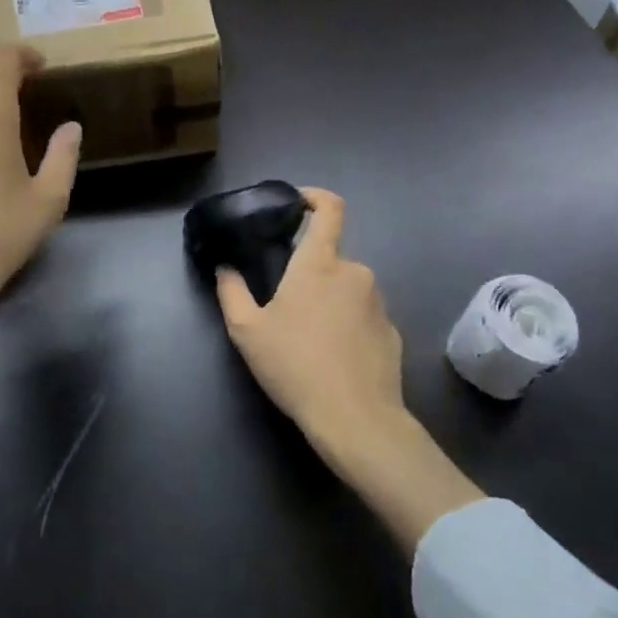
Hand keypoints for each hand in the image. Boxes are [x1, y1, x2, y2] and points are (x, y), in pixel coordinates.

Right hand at [216, 188, 483, 546]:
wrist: (356, 419)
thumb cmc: (295, 365)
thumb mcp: (247, 331)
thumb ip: (231, 291)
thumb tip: (225, 267)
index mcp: (320, 263)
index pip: (330, 209)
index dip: (314, 198)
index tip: (296, 204)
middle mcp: (355, 272)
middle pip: (329, 257)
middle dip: (308, 272)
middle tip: (283, 303)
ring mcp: (378, 302)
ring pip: (346, 287)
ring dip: (327, 299)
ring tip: (305, 337)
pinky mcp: (391, 331)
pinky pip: (362, 314)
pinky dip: (346, 324)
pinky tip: (331, 357)